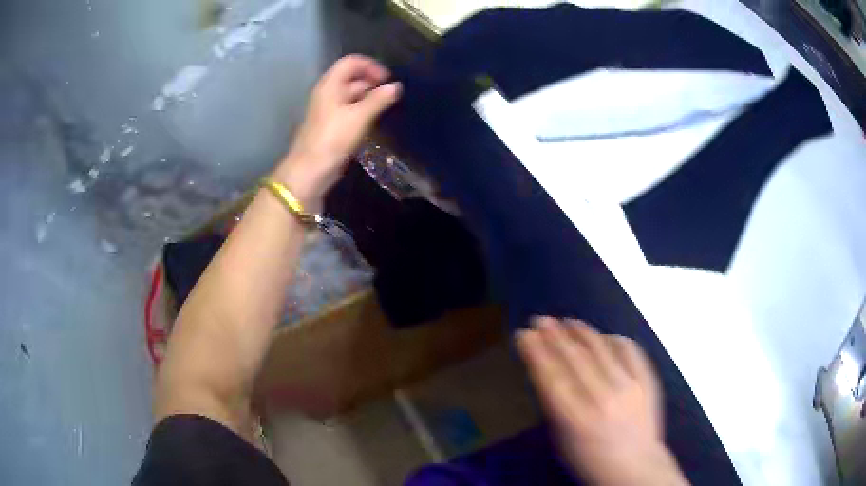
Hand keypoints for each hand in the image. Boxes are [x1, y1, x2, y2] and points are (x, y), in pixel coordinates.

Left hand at [277, 55, 401, 205]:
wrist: (311, 170)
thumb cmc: (333, 139)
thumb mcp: (359, 117)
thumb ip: (379, 99)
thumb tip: (396, 86)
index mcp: (330, 85)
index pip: (351, 62)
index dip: (371, 66)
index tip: (388, 79)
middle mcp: (329, 92)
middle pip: (352, 77)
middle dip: (373, 81)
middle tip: (391, 94)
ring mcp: (329, 109)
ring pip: (352, 94)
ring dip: (370, 96)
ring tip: (388, 106)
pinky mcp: (333, 124)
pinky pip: (351, 109)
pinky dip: (364, 109)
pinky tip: (376, 119)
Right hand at [516, 317, 688, 485]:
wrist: (635, 467)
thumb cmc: (590, 460)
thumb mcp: (562, 440)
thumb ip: (555, 405)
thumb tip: (545, 368)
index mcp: (577, 420)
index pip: (551, 377)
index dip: (535, 352)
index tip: (524, 334)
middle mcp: (603, 399)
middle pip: (574, 358)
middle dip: (553, 335)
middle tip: (540, 320)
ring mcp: (629, 387)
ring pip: (601, 348)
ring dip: (580, 331)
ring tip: (566, 321)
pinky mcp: (647, 381)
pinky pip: (629, 350)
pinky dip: (612, 339)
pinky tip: (601, 336)